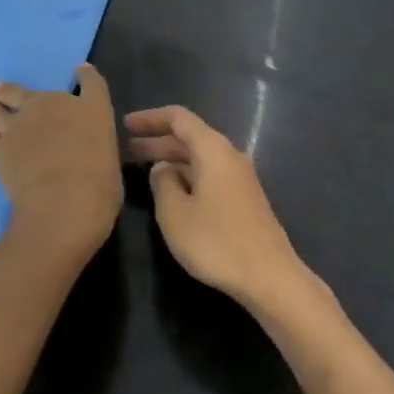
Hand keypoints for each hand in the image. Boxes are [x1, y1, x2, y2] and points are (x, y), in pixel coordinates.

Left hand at [0, 64, 121, 258]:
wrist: (65, 200)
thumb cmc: (101, 181)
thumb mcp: (110, 156)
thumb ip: (95, 142)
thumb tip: (85, 143)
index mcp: (90, 107)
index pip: (90, 80)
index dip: (84, 74)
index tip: (80, 71)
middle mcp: (52, 106)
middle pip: (23, 90)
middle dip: (11, 90)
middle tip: (2, 91)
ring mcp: (20, 125)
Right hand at [123, 105, 310, 309]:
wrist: (268, 275)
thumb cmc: (217, 241)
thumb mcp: (176, 214)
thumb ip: (163, 184)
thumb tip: (163, 168)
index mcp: (213, 149)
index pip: (179, 118)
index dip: (150, 118)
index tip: (126, 125)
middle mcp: (229, 155)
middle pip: (190, 137)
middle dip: (158, 140)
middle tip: (128, 148)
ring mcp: (240, 177)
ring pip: (200, 157)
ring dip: (172, 159)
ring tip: (144, 168)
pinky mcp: (244, 198)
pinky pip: (209, 173)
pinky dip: (187, 174)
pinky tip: (172, 190)